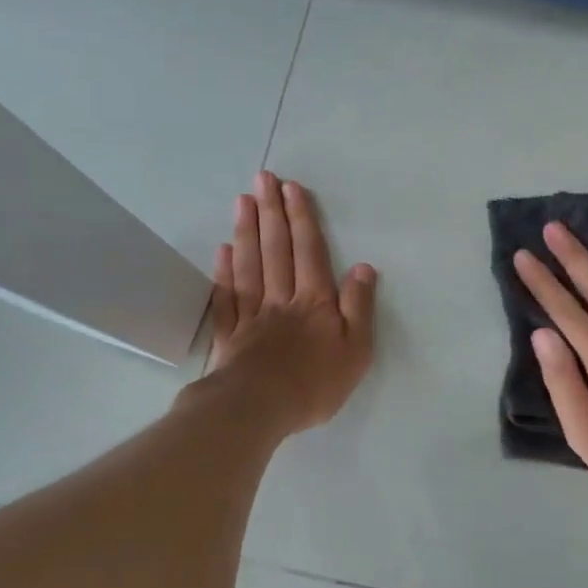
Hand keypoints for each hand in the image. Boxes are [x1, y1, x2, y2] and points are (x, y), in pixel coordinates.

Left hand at [205, 171, 376, 434]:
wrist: (259, 408)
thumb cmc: (315, 383)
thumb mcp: (356, 350)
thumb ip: (359, 307)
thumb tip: (364, 268)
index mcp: (315, 302)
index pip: (309, 252)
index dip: (302, 219)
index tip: (292, 188)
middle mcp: (282, 299)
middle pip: (276, 249)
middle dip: (272, 212)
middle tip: (263, 179)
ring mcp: (252, 315)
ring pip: (249, 265)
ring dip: (247, 231)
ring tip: (243, 201)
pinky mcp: (230, 335)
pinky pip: (227, 297)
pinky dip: (224, 272)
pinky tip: (223, 251)